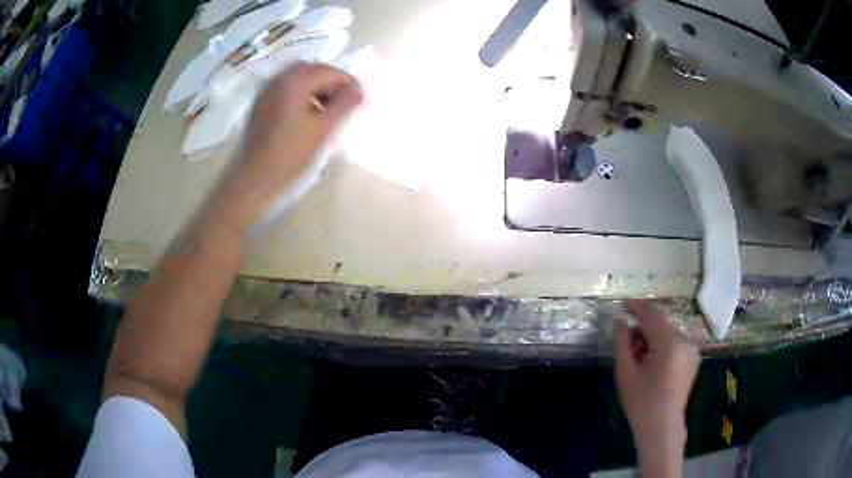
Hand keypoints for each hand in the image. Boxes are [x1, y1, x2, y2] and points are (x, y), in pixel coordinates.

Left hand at [221, 63, 362, 231]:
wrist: (254, 178)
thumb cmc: (290, 154)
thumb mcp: (322, 129)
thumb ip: (343, 106)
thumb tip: (360, 92)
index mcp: (294, 82)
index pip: (328, 72)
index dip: (348, 83)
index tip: (361, 99)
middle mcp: (278, 79)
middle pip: (312, 70)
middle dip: (332, 81)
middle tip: (346, 101)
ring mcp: (267, 91)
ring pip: (298, 78)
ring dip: (317, 87)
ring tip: (329, 108)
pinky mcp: (261, 104)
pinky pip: (286, 88)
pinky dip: (302, 93)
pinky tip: (309, 113)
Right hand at [614, 301, 699, 476]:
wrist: (662, 426)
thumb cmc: (641, 402)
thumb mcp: (625, 372)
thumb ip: (622, 343)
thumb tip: (620, 321)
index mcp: (669, 343)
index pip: (652, 314)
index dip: (637, 307)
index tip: (623, 305)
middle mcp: (685, 340)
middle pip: (661, 323)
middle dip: (644, 326)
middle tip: (627, 339)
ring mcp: (692, 349)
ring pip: (668, 332)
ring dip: (653, 336)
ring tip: (638, 354)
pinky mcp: (693, 357)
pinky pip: (676, 342)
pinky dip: (662, 344)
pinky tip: (652, 361)